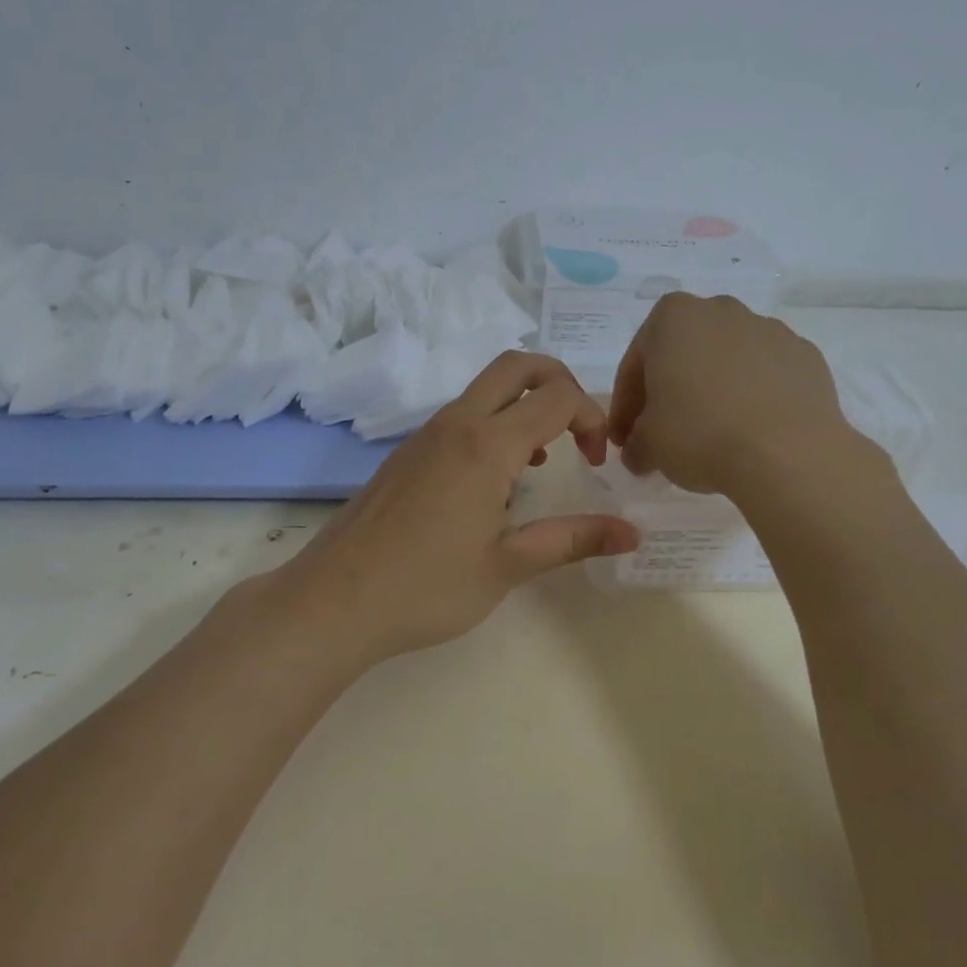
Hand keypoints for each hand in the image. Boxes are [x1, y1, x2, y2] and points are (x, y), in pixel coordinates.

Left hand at [272, 352, 640, 663]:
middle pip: (517, 365)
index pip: (557, 397)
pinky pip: (461, 415)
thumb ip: (572, 540)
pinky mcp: (407, 452)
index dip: (592, 417)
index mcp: (486, 445)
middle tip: (579, 429)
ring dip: (525, 405)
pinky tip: (496, 481)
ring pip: (486, 388)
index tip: (599, 461)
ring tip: (542, 462)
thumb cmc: (426, 588)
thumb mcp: (507, 567)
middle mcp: (456, 424)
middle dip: (560, 381)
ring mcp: (426, 434)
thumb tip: (632, 533)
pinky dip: (494, 423)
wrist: (334, 600)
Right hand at [608, 293, 874, 496]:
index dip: (626, 406)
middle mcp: (720, 310)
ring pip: (727, 361)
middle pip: (683, 354)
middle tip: (664, 433)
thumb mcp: (649, 446)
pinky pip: (766, 375)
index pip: (636, 364)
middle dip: (671, 390)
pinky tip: (751, 431)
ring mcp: (769, 329)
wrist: (787, 453)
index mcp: (672, 317)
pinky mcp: (806, 356)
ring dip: (714, 390)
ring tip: (712, 434)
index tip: (625, 440)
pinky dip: (754, 397)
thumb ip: (636, 444)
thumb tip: (639, 453)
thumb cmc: (700, 434)